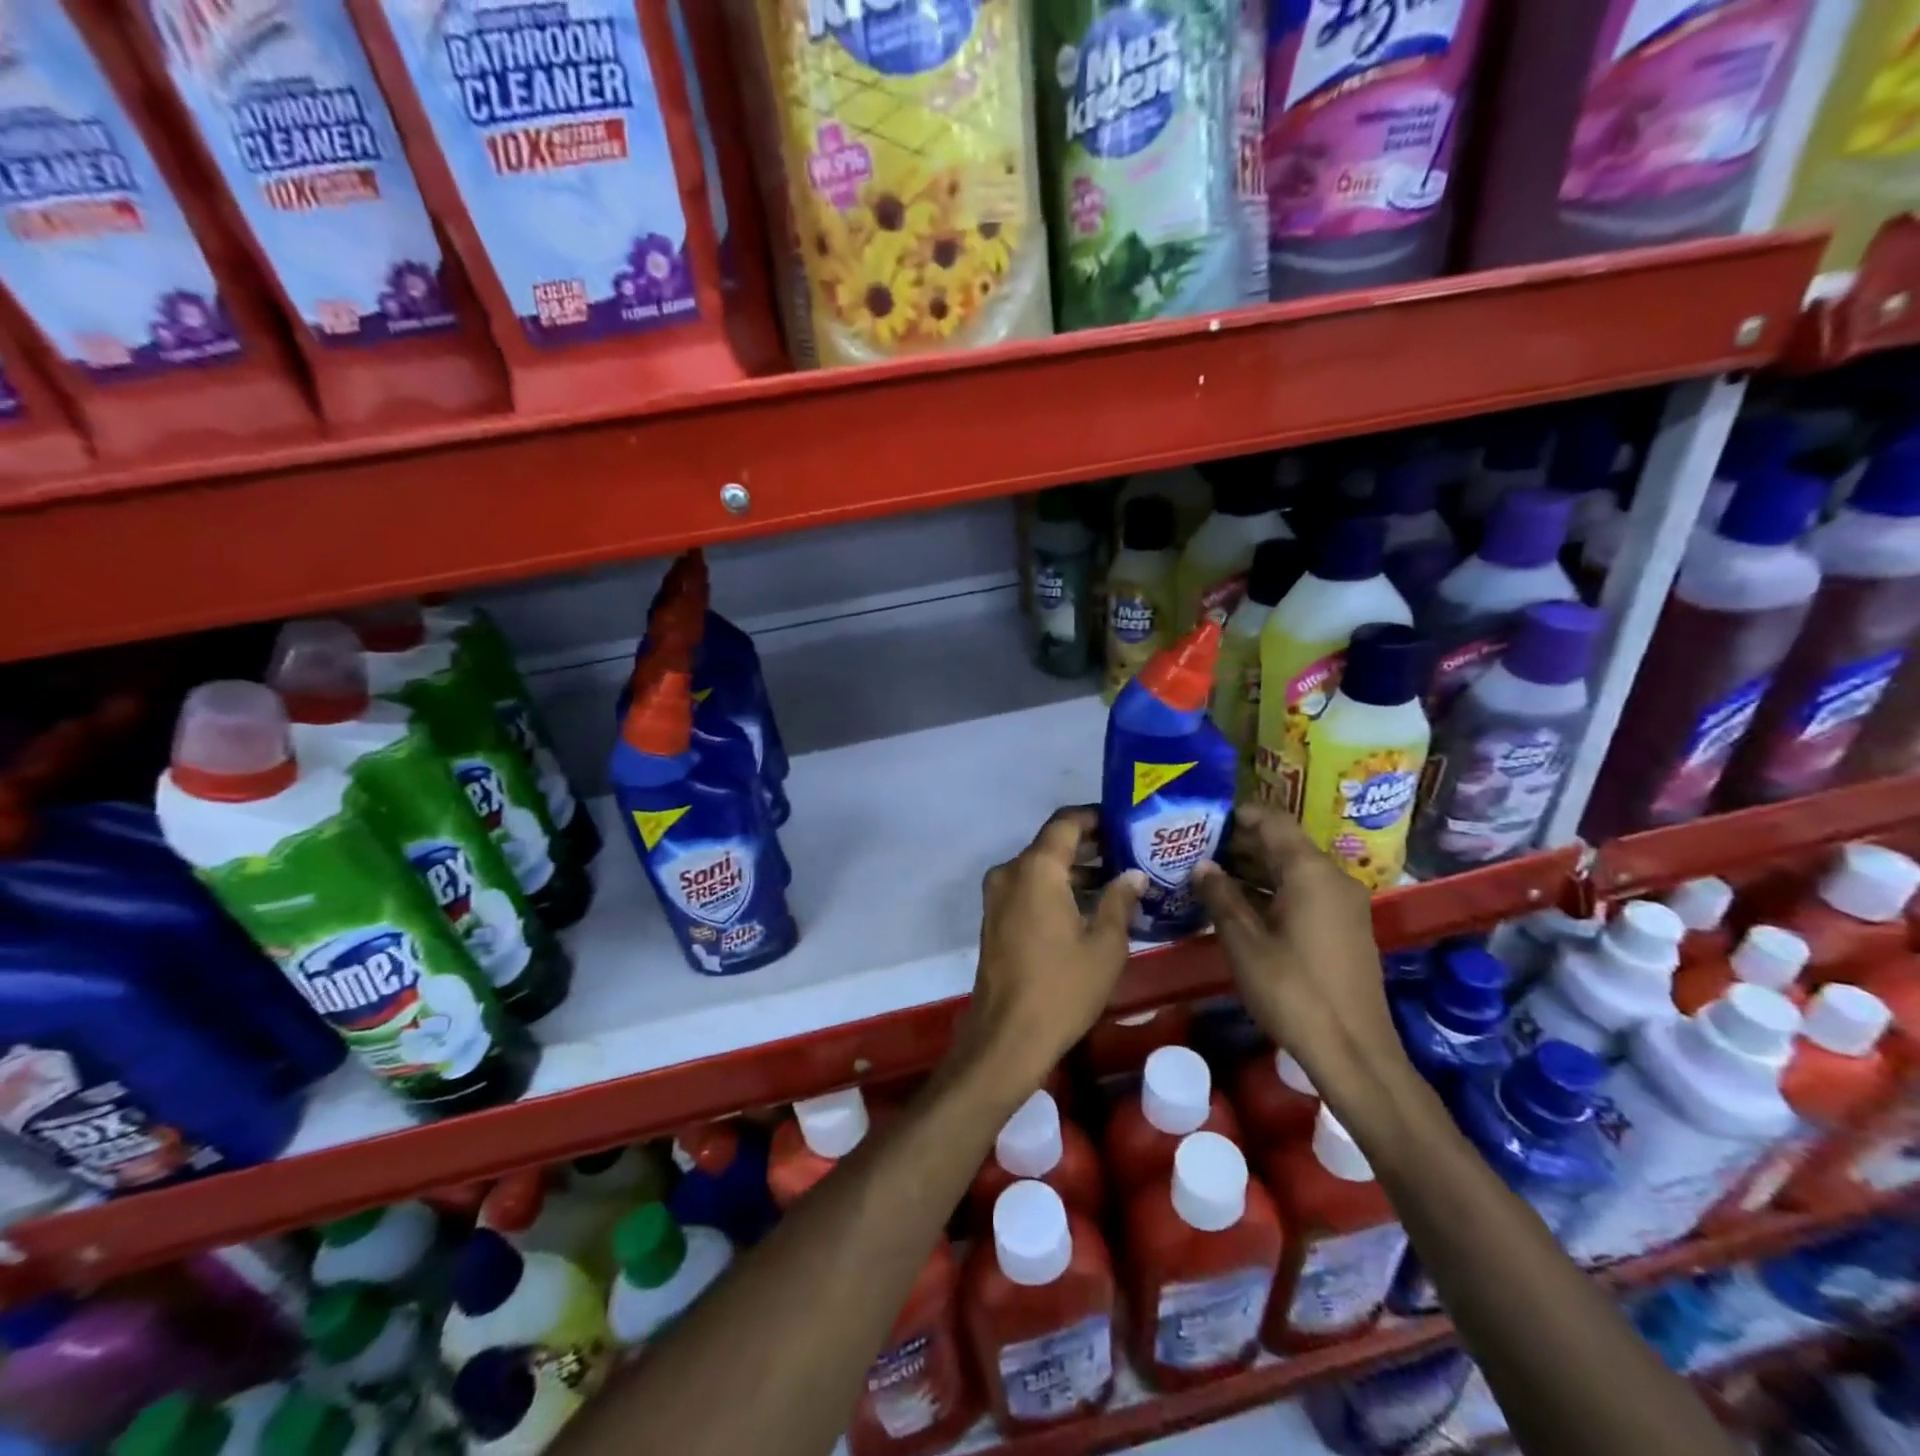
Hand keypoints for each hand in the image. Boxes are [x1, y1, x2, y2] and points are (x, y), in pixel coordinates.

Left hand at [955, 807, 1144, 1091]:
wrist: (1007, 1037)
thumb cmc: (1062, 988)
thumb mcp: (1105, 945)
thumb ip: (1120, 900)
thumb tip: (1134, 874)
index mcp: (1036, 868)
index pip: (1066, 822)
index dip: (1096, 817)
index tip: (1125, 822)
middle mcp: (1010, 872)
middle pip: (1052, 844)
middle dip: (1090, 845)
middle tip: (1131, 851)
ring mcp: (997, 896)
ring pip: (1040, 868)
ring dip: (1074, 870)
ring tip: (1119, 880)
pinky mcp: (995, 918)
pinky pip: (1029, 889)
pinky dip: (1056, 889)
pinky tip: (1090, 906)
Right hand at [1191, 805, 1404, 1107]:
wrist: (1354, 1052)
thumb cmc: (1293, 991)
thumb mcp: (1244, 942)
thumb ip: (1220, 896)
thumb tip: (1202, 865)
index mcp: (1310, 872)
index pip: (1272, 820)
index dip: (1236, 815)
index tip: (1201, 820)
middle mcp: (1332, 878)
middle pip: (1282, 844)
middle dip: (1239, 844)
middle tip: (1195, 850)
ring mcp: (1342, 904)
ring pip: (1292, 870)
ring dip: (1252, 870)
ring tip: (1208, 877)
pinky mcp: (1344, 928)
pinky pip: (1303, 893)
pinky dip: (1271, 892)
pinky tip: (1238, 907)